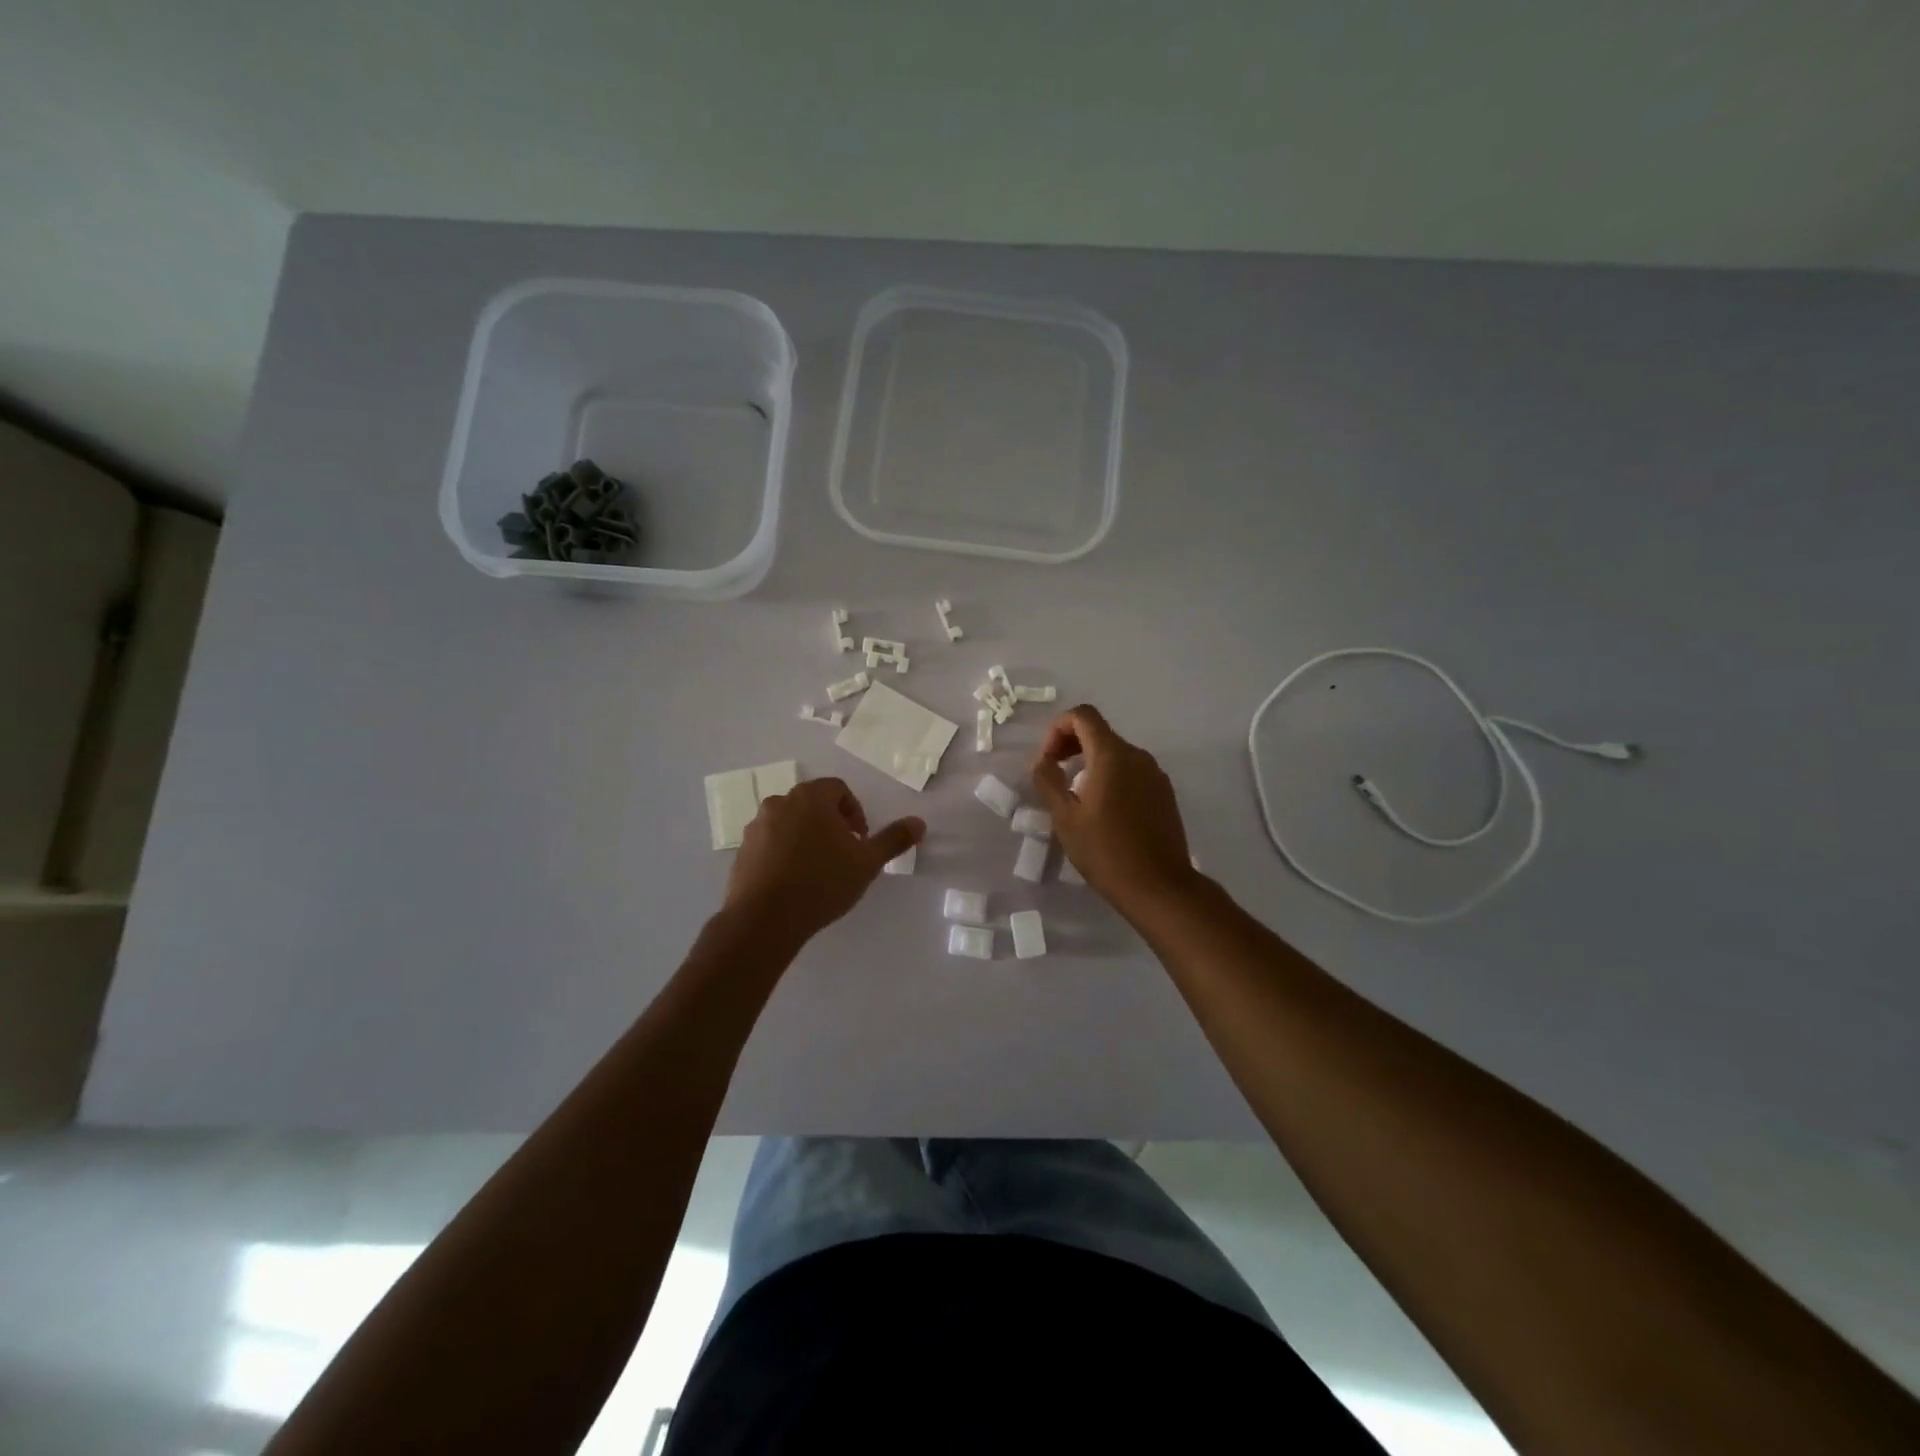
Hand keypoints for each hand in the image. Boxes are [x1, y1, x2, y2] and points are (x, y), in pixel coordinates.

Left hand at [724, 777, 923, 942]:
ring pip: (790, 822)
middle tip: (843, 853)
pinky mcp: (742, 850)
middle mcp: (780, 803)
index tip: (860, 840)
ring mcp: (756, 826)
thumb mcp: (867, 863)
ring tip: (818, 869)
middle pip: (812, 803)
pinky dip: (784, 852)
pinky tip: (794, 881)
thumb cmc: (821, 882)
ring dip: (807, 836)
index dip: (854, 811)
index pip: (838, 788)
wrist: (764, 919)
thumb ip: (893, 839)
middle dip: (831, 823)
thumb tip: (919, 822)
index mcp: (811, 798)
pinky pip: (770, 842)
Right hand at [1030, 705, 1200, 911]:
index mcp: (1112, 755)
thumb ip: (1048, 781)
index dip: (1057, 729)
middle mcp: (1137, 756)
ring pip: (1116, 753)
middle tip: (1054, 776)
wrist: (1159, 887)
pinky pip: (1132, 772)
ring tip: (1076, 797)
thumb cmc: (1106, 852)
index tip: (1048, 761)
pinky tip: (1103, 811)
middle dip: (1071, 745)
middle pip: (1099, 732)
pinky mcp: (1165, 793)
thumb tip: (1041, 761)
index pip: (1082, 715)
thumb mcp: (1065, 818)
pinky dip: (1111, 777)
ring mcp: (1155, 774)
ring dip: (1090, 763)